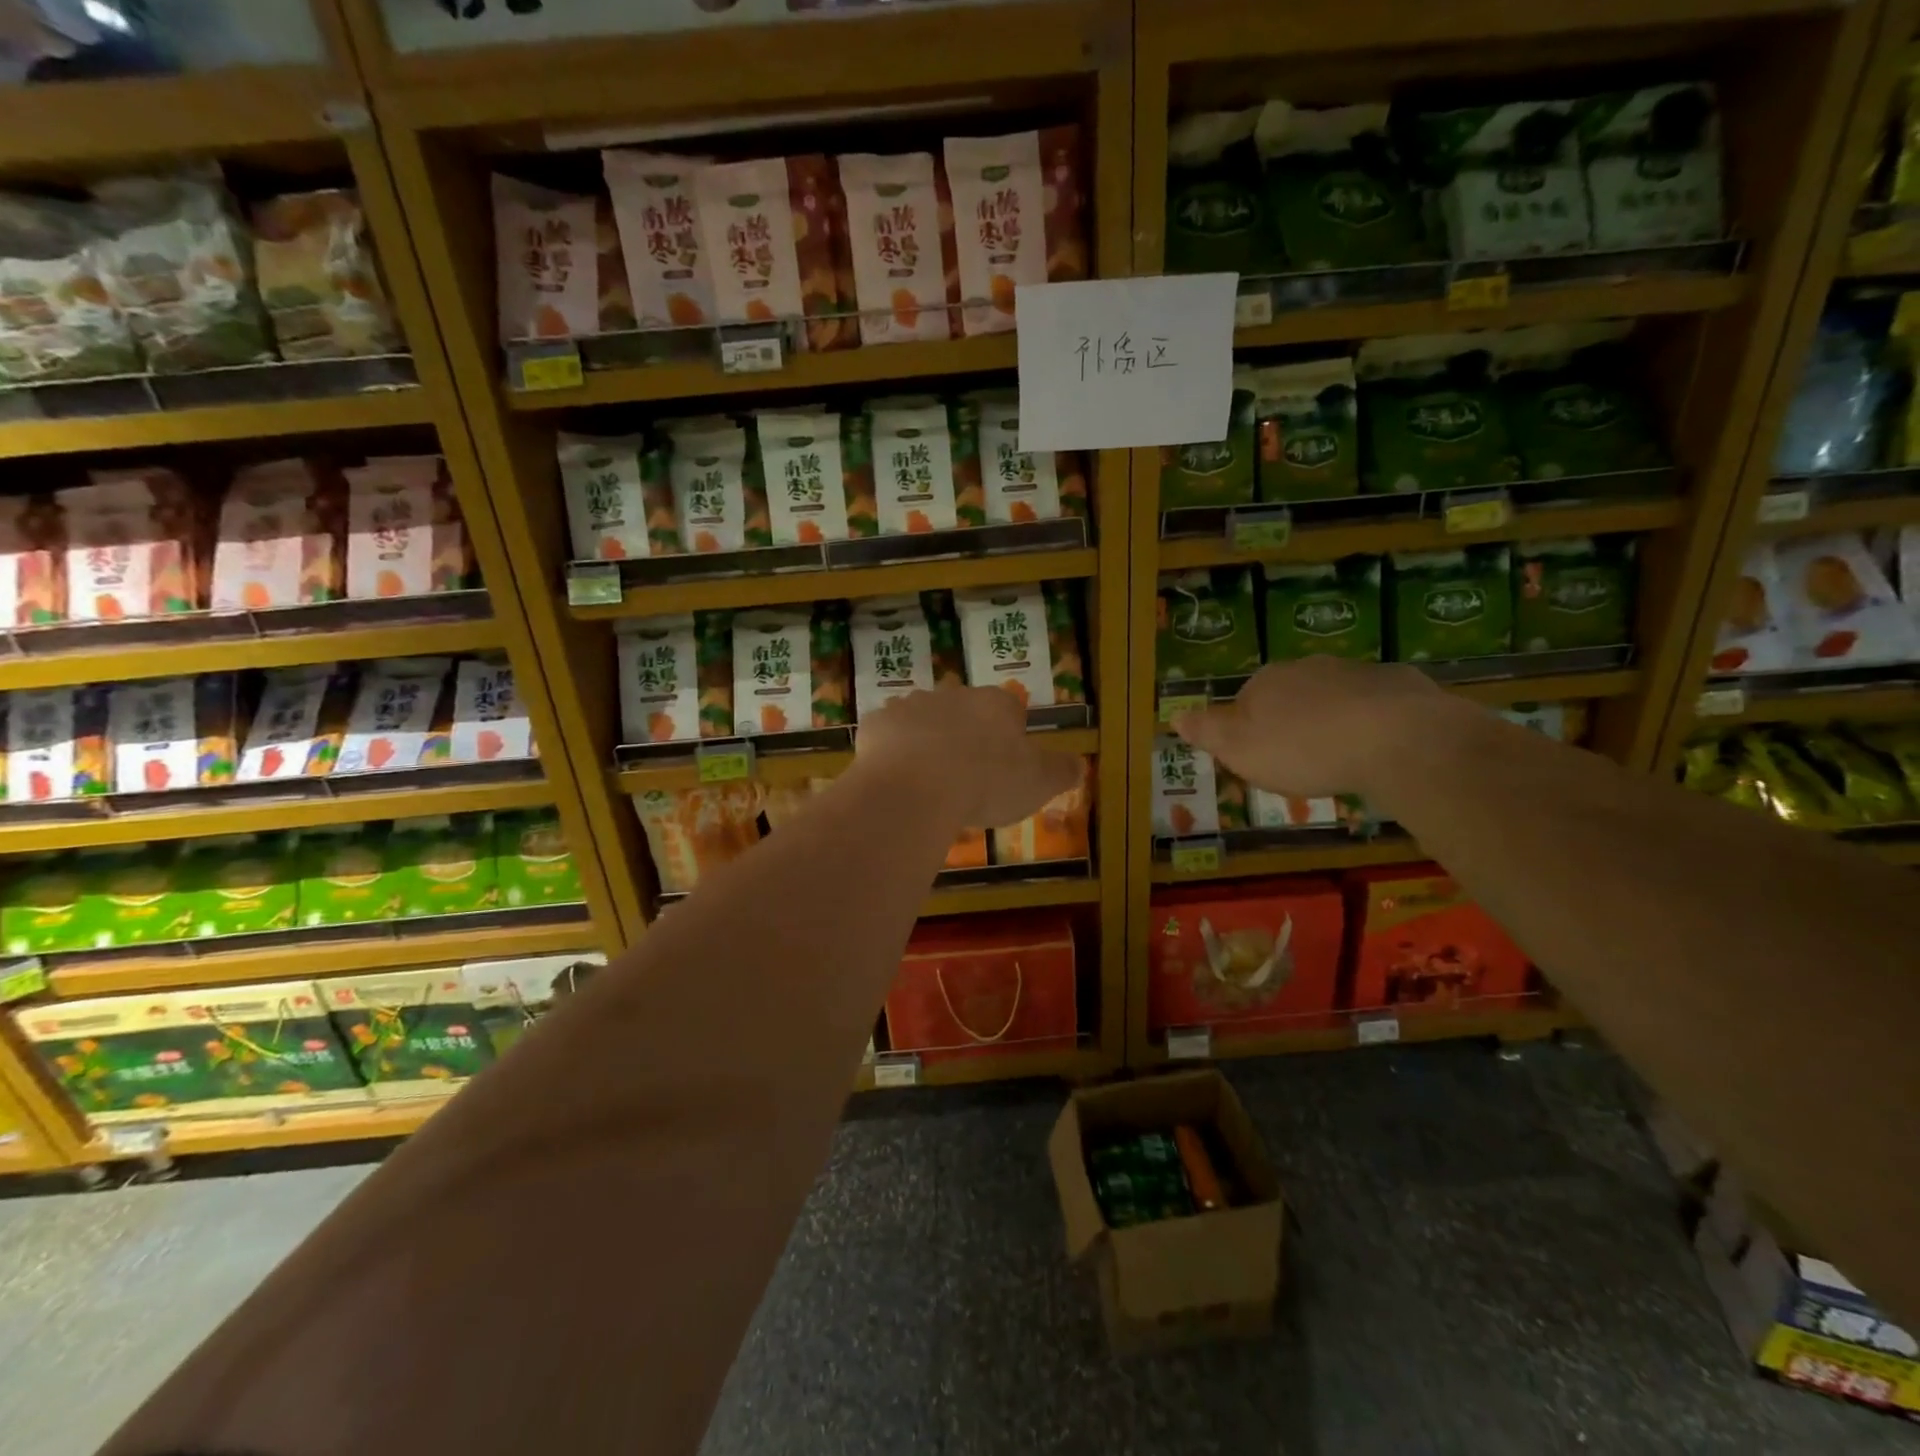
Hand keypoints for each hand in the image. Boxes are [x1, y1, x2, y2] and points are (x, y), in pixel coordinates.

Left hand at [856, 685, 1081, 827]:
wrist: (916, 787)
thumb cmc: (986, 783)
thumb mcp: (1038, 783)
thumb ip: (1061, 771)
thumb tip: (1079, 764)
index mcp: (996, 704)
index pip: (1009, 709)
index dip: (1008, 736)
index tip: (1004, 766)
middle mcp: (954, 695)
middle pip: (964, 712)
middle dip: (965, 736)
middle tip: (965, 776)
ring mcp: (911, 705)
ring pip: (923, 720)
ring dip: (927, 742)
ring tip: (928, 782)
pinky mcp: (876, 724)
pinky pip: (888, 736)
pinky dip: (891, 753)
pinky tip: (895, 781)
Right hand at [1171, 657, 1460, 799]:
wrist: (1396, 739)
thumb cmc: (1303, 750)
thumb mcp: (1239, 750)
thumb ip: (1207, 731)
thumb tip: (1175, 715)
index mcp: (1265, 682)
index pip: (1244, 702)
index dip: (1248, 731)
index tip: (1260, 760)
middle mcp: (1307, 668)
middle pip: (1290, 696)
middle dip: (1292, 723)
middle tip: (1301, 762)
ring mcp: (1356, 672)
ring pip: (1334, 698)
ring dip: (1334, 721)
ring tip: (1342, 759)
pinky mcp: (1401, 685)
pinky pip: (1379, 705)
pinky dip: (1375, 723)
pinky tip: (1381, 750)